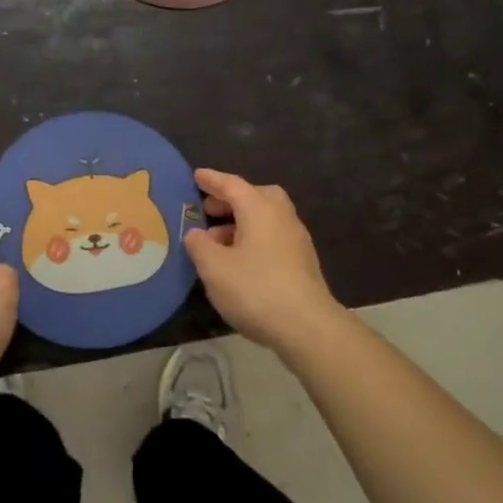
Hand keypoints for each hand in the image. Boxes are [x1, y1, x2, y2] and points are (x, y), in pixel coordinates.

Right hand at [184, 170, 347, 354]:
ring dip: (240, 222)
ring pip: (264, 218)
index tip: (196, 175)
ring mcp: (295, 238)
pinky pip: (272, 236)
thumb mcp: (214, 268)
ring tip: (217, 242)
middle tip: (208, 210)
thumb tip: (196, 233)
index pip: (231, 184)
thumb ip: (199, 245)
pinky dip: (253, 239)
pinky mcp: (302, 260)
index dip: (211, 180)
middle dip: (229, 201)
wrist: (307, 326)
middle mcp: (280, 215)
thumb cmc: (255, 288)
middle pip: (254, 197)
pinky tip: (239, 261)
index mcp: (259, 208)